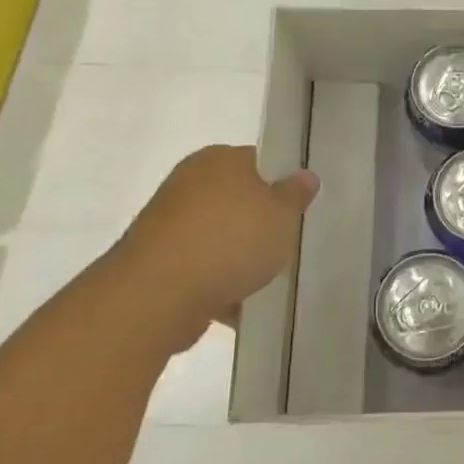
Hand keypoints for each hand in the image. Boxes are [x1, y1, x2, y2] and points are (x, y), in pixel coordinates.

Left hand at [104, 146, 317, 350]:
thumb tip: (305, 175)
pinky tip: (241, 304)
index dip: (284, 183)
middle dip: (262, 222)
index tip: (300, 209)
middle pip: (240, 199)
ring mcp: (170, 223)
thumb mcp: (281, 214)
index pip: (260, 161)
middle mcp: (190, 182)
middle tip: (289, 243)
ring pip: (220, 235)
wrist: (158, 295)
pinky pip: (202, 267)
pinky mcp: (159, 261)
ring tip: (268, 279)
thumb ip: (295, 194)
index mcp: (219, 159)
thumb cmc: (229, 241)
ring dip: (240, 255)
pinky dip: (219, 282)